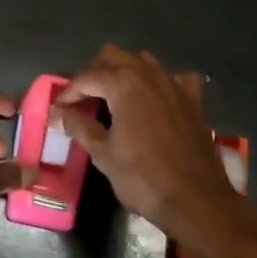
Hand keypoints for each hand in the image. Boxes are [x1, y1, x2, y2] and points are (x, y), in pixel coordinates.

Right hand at [57, 46, 251, 256]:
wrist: (198, 201)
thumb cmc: (144, 178)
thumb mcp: (104, 154)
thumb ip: (79, 127)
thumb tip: (58, 114)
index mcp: (123, 83)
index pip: (87, 77)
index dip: (69, 92)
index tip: (59, 109)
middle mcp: (148, 73)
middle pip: (113, 56)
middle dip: (94, 73)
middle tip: (84, 99)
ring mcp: (173, 84)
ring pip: (142, 61)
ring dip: (125, 71)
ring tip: (114, 97)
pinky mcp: (192, 100)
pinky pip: (175, 78)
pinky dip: (162, 83)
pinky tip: (157, 99)